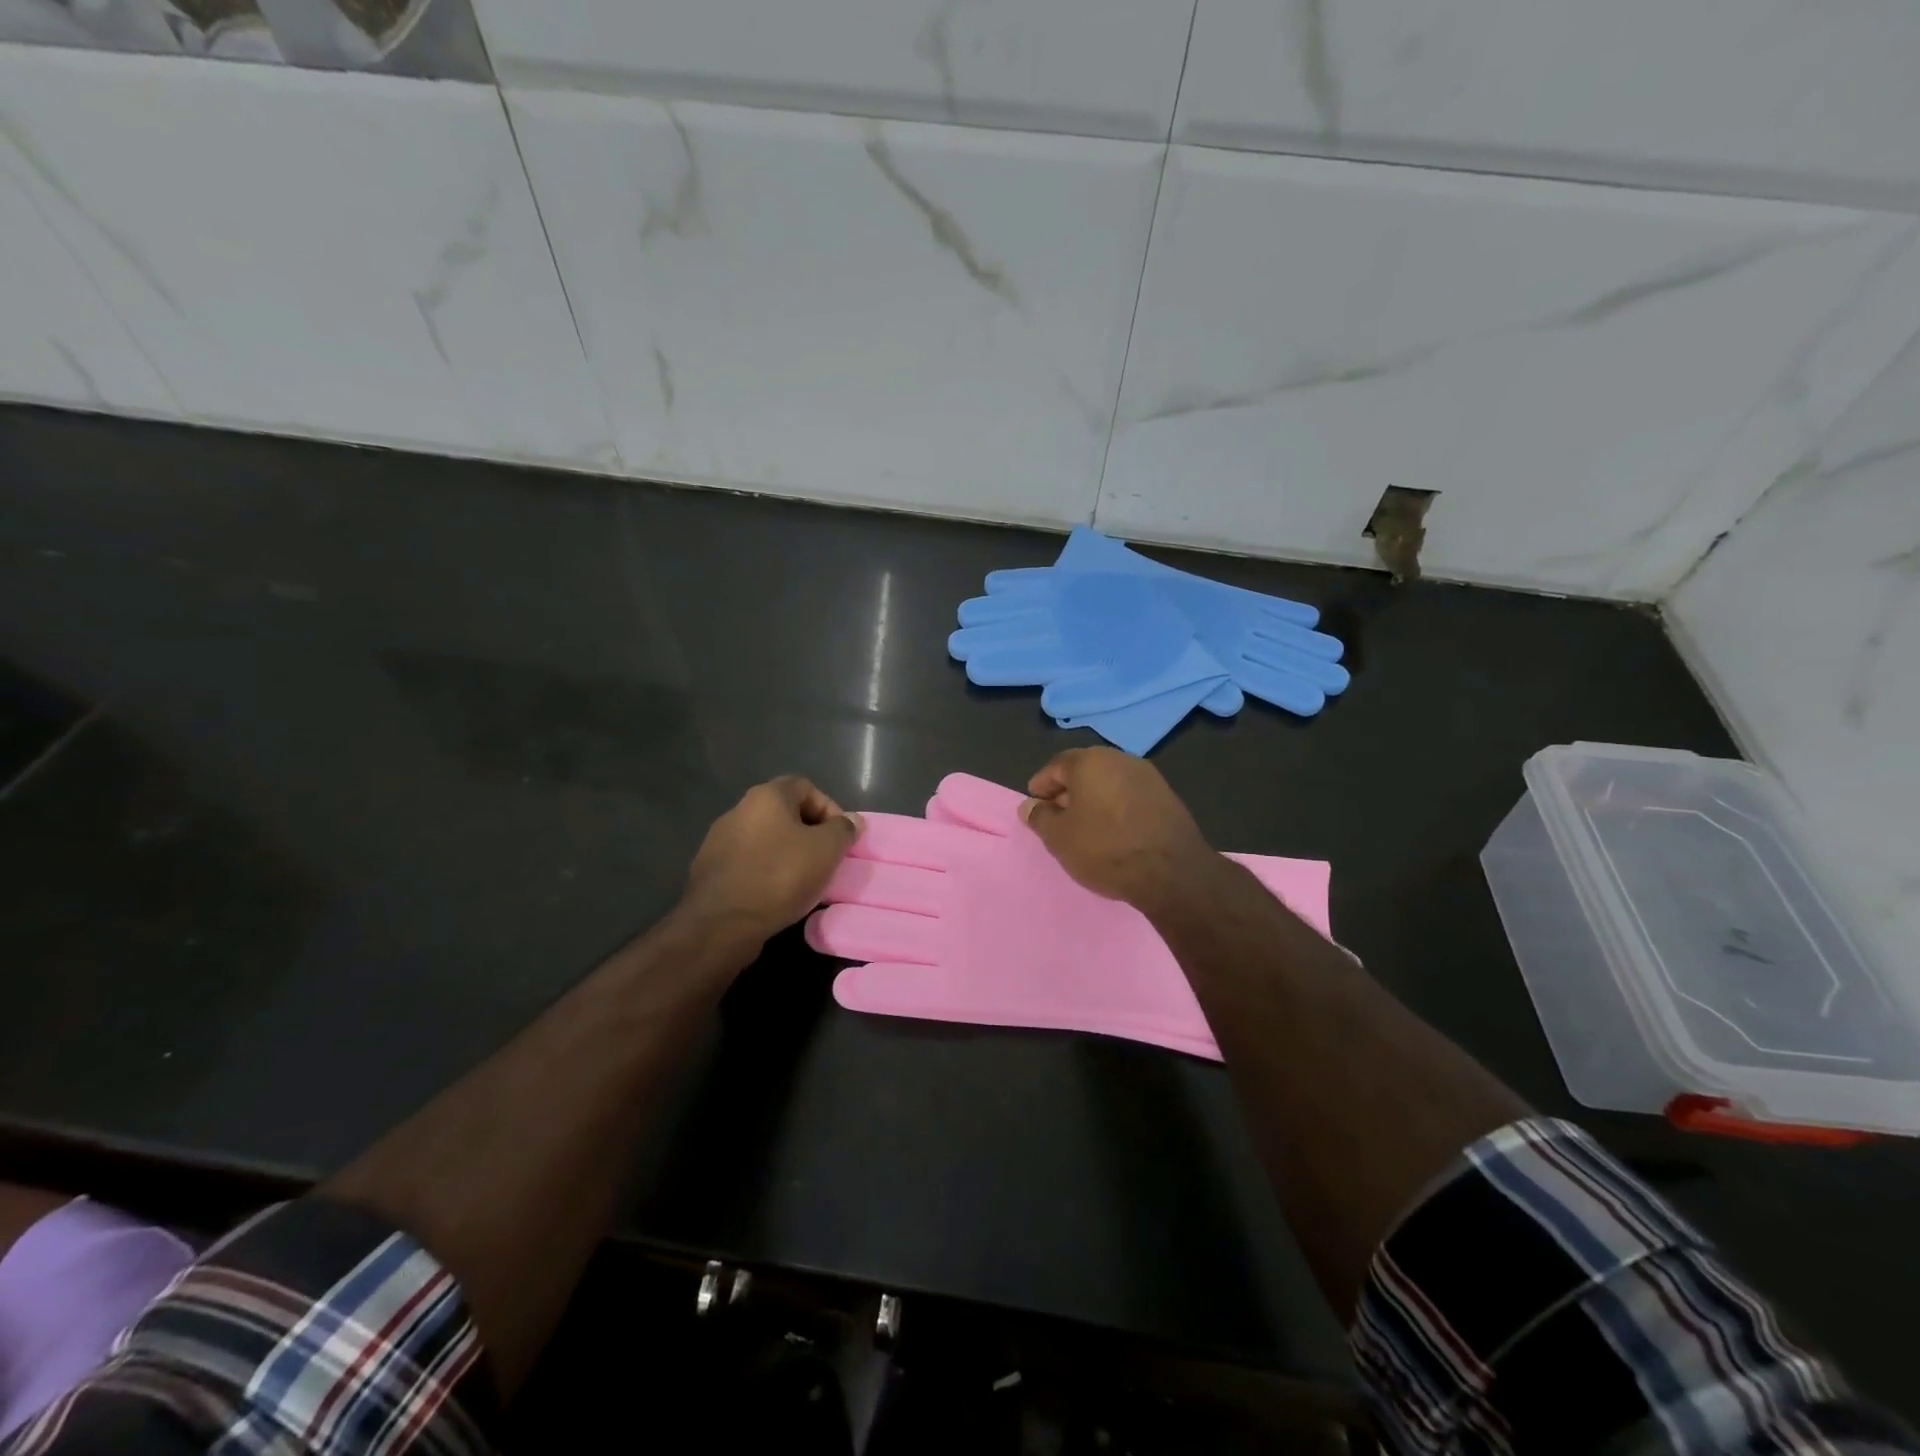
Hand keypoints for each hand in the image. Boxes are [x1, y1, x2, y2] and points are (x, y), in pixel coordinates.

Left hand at [681, 776, 862, 944]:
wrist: (722, 923)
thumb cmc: (780, 876)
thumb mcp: (826, 850)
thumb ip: (843, 829)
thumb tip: (852, 820)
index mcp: (766, 796)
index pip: (806, 787)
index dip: (829, 808)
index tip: (840, 837)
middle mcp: (738, 810)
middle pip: (784, 813)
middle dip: (809, 833)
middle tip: (825, 859)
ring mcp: (719, 840)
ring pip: (765, 839)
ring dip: (787, 854)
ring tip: (803, 880)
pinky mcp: (710, 870)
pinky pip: (748, 863)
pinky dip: (766, 872)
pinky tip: (776, 895)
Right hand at [1019, 748, 1219, 910]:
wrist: (1172, 872)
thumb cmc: (1105, 849)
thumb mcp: (1059, 838)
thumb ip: (1039, 817)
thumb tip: (1030, 806)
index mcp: (1090, 761)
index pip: (1056, 766)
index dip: (1041, 786)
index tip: (1035, 806)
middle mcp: (1120, 759)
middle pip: (1085, 770)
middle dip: (1068, 791)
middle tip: (1058, 817)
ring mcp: (1148, 776)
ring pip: (1110, 782)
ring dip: (1094, 799)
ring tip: (1086, 827)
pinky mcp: (1168, 796)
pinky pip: (1131, 796)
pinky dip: (1117, 807)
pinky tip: (1114, 831)